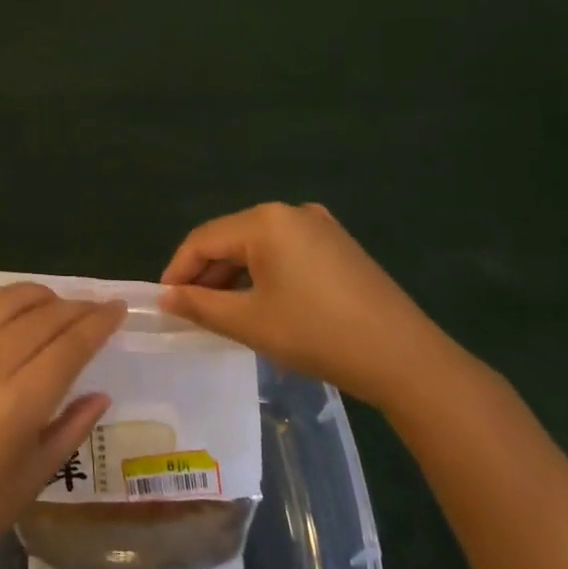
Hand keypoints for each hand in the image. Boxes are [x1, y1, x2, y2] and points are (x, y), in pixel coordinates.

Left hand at [0, 284, 125, 568]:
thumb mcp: (34, 477)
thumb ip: (71, 427)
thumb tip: (100, 393)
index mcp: (18, 404)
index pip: (70, 345)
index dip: (99, 322)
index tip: (118, 308)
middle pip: (41, 317)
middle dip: (75, 307)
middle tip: (93, 309)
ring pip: (1, 301)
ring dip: (34, 295)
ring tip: (52, 303)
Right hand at [160, 202, 463, 410]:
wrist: (403, 357)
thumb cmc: (316, 334)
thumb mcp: (249, 322)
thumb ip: (200, 305)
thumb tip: (165, 297)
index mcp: (265, 221)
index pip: (203, 239)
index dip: (178, 270)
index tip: (164, 302)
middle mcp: (291, 211)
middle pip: (231, 237)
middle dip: (206, 273)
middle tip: (190, 309)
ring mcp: (320, 225)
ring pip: (258, 245)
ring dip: (234, 274)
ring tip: (221, 310)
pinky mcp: (338, 244)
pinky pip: (285, 251)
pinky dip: (264, 273)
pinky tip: (261, 302)